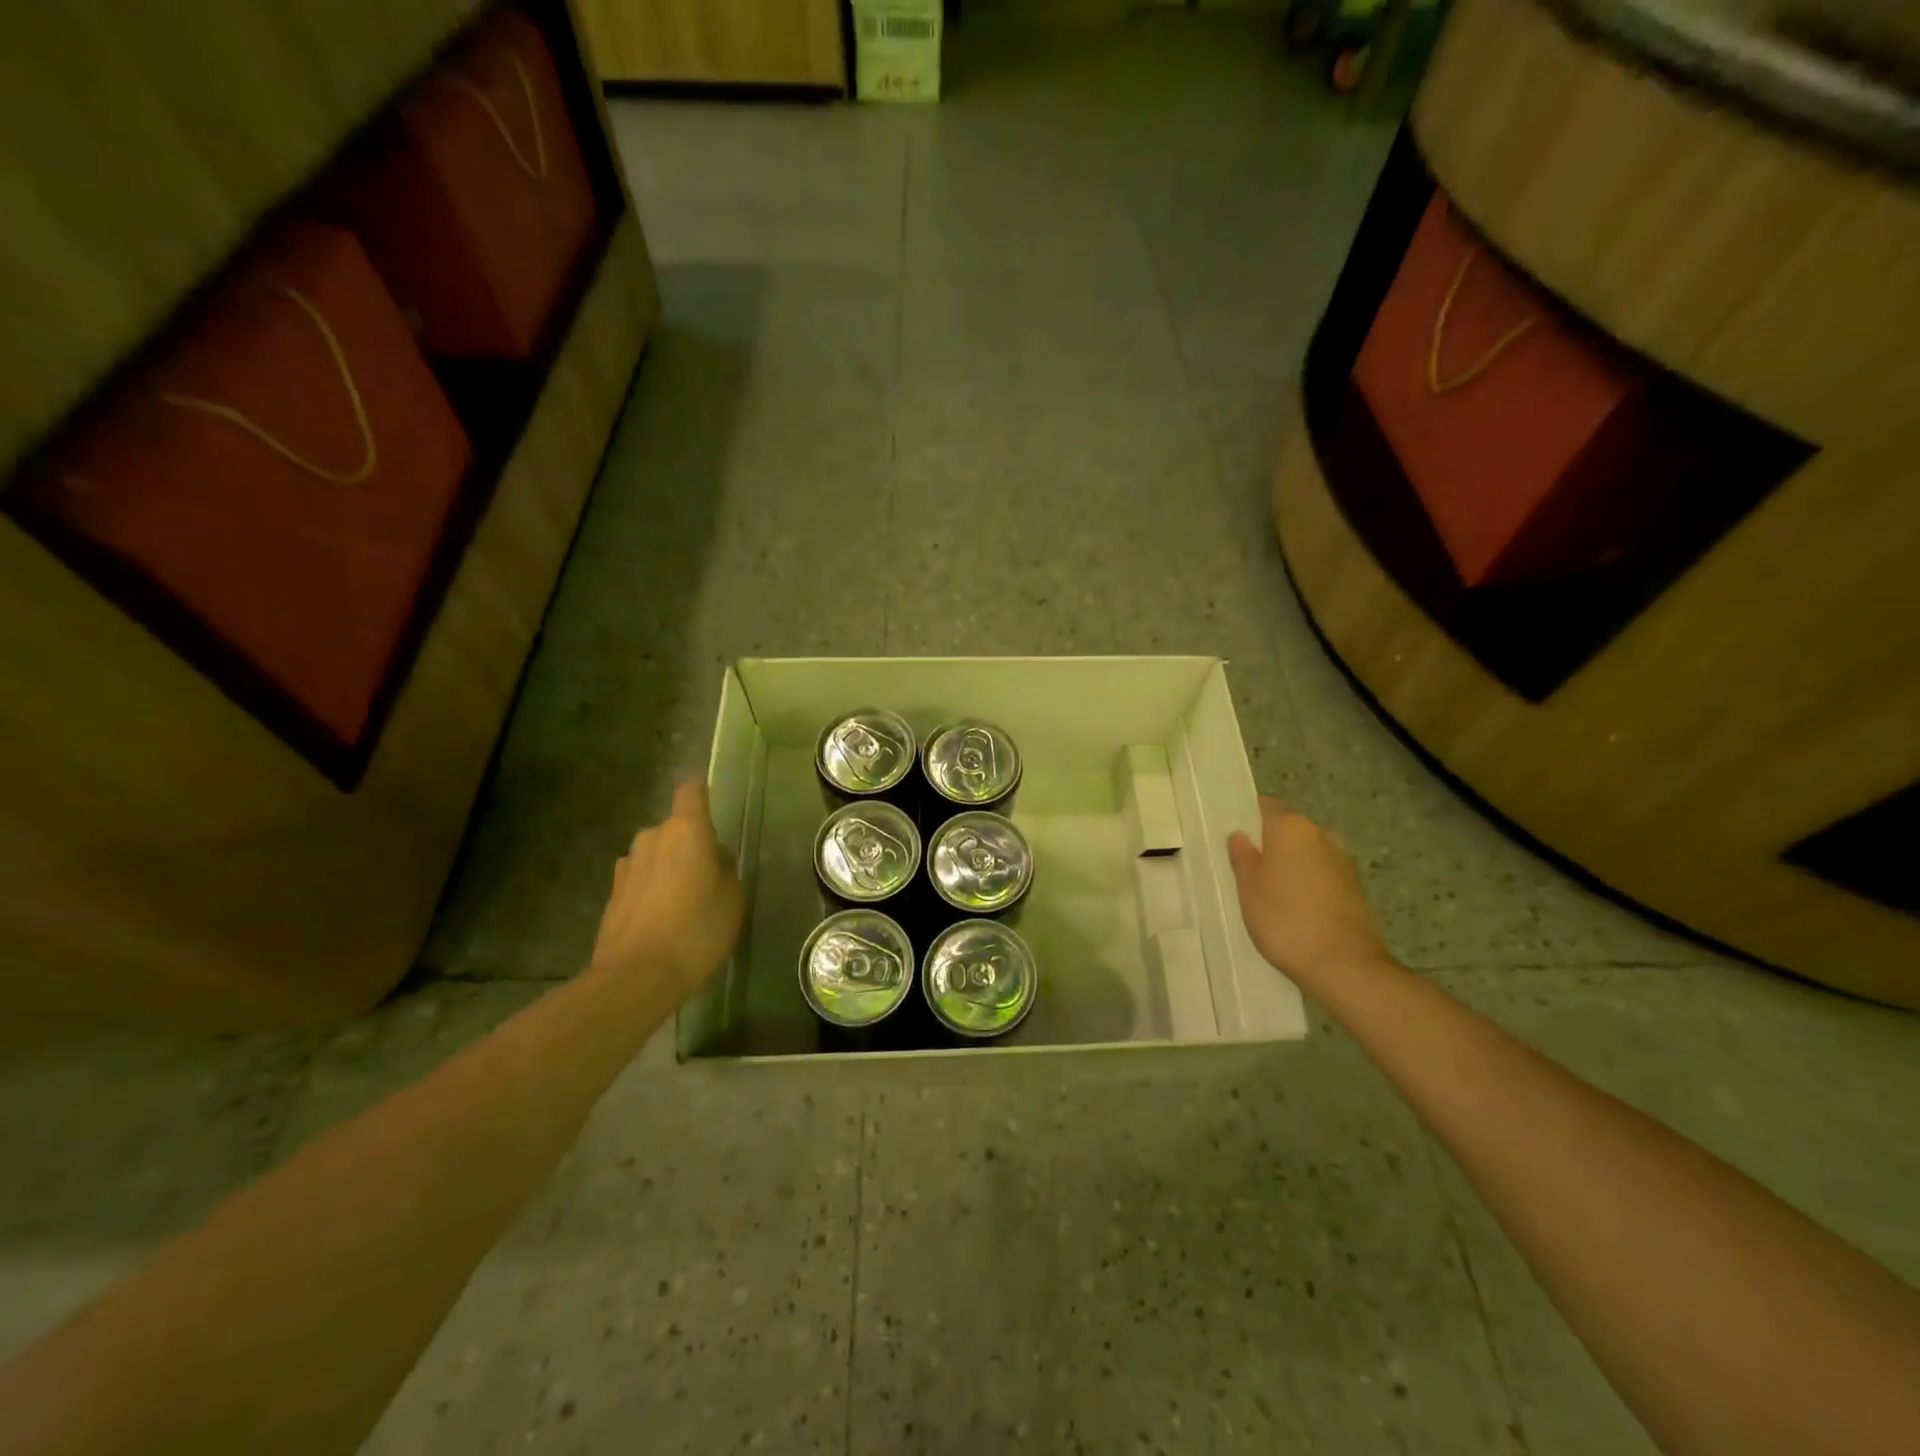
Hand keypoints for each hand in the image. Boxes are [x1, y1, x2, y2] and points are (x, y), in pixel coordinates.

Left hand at [589, 782, 744, 1005]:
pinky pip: (640, 881)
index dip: (702, 798)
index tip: (713, 816)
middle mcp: (651, 837)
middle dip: (689, 845)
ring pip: (655, 855)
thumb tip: (713, 857)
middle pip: (675, 828)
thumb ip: (725, 868)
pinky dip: (651, 892)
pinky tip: (660, 922)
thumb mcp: (732, 898)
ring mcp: (626, 866)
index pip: (692, 792)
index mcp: (685, 831)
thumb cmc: (696, 929)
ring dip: (667, 869)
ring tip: (682, 904)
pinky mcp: (611, 894)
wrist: (636, 977)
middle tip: (706, 879)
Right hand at [1227, 796, 1388, 986]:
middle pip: (1289, 829)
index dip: (1249, 816)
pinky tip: (1296, 908)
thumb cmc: (1285, 919)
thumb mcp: (1248, 889)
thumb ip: (1243, 857)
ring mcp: (1343, 861)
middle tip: (1248, 869)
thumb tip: (1241, 835)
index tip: (1235, 837)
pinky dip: (1309, 883)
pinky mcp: (1356, 888)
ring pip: (1308, 852)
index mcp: (1292, 827)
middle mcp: (1321, 835)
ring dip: (1292, 864)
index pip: (1267, 805)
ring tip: (1271, 892)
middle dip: (1271, 843)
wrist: (1345, 965)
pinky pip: (1323, 874)